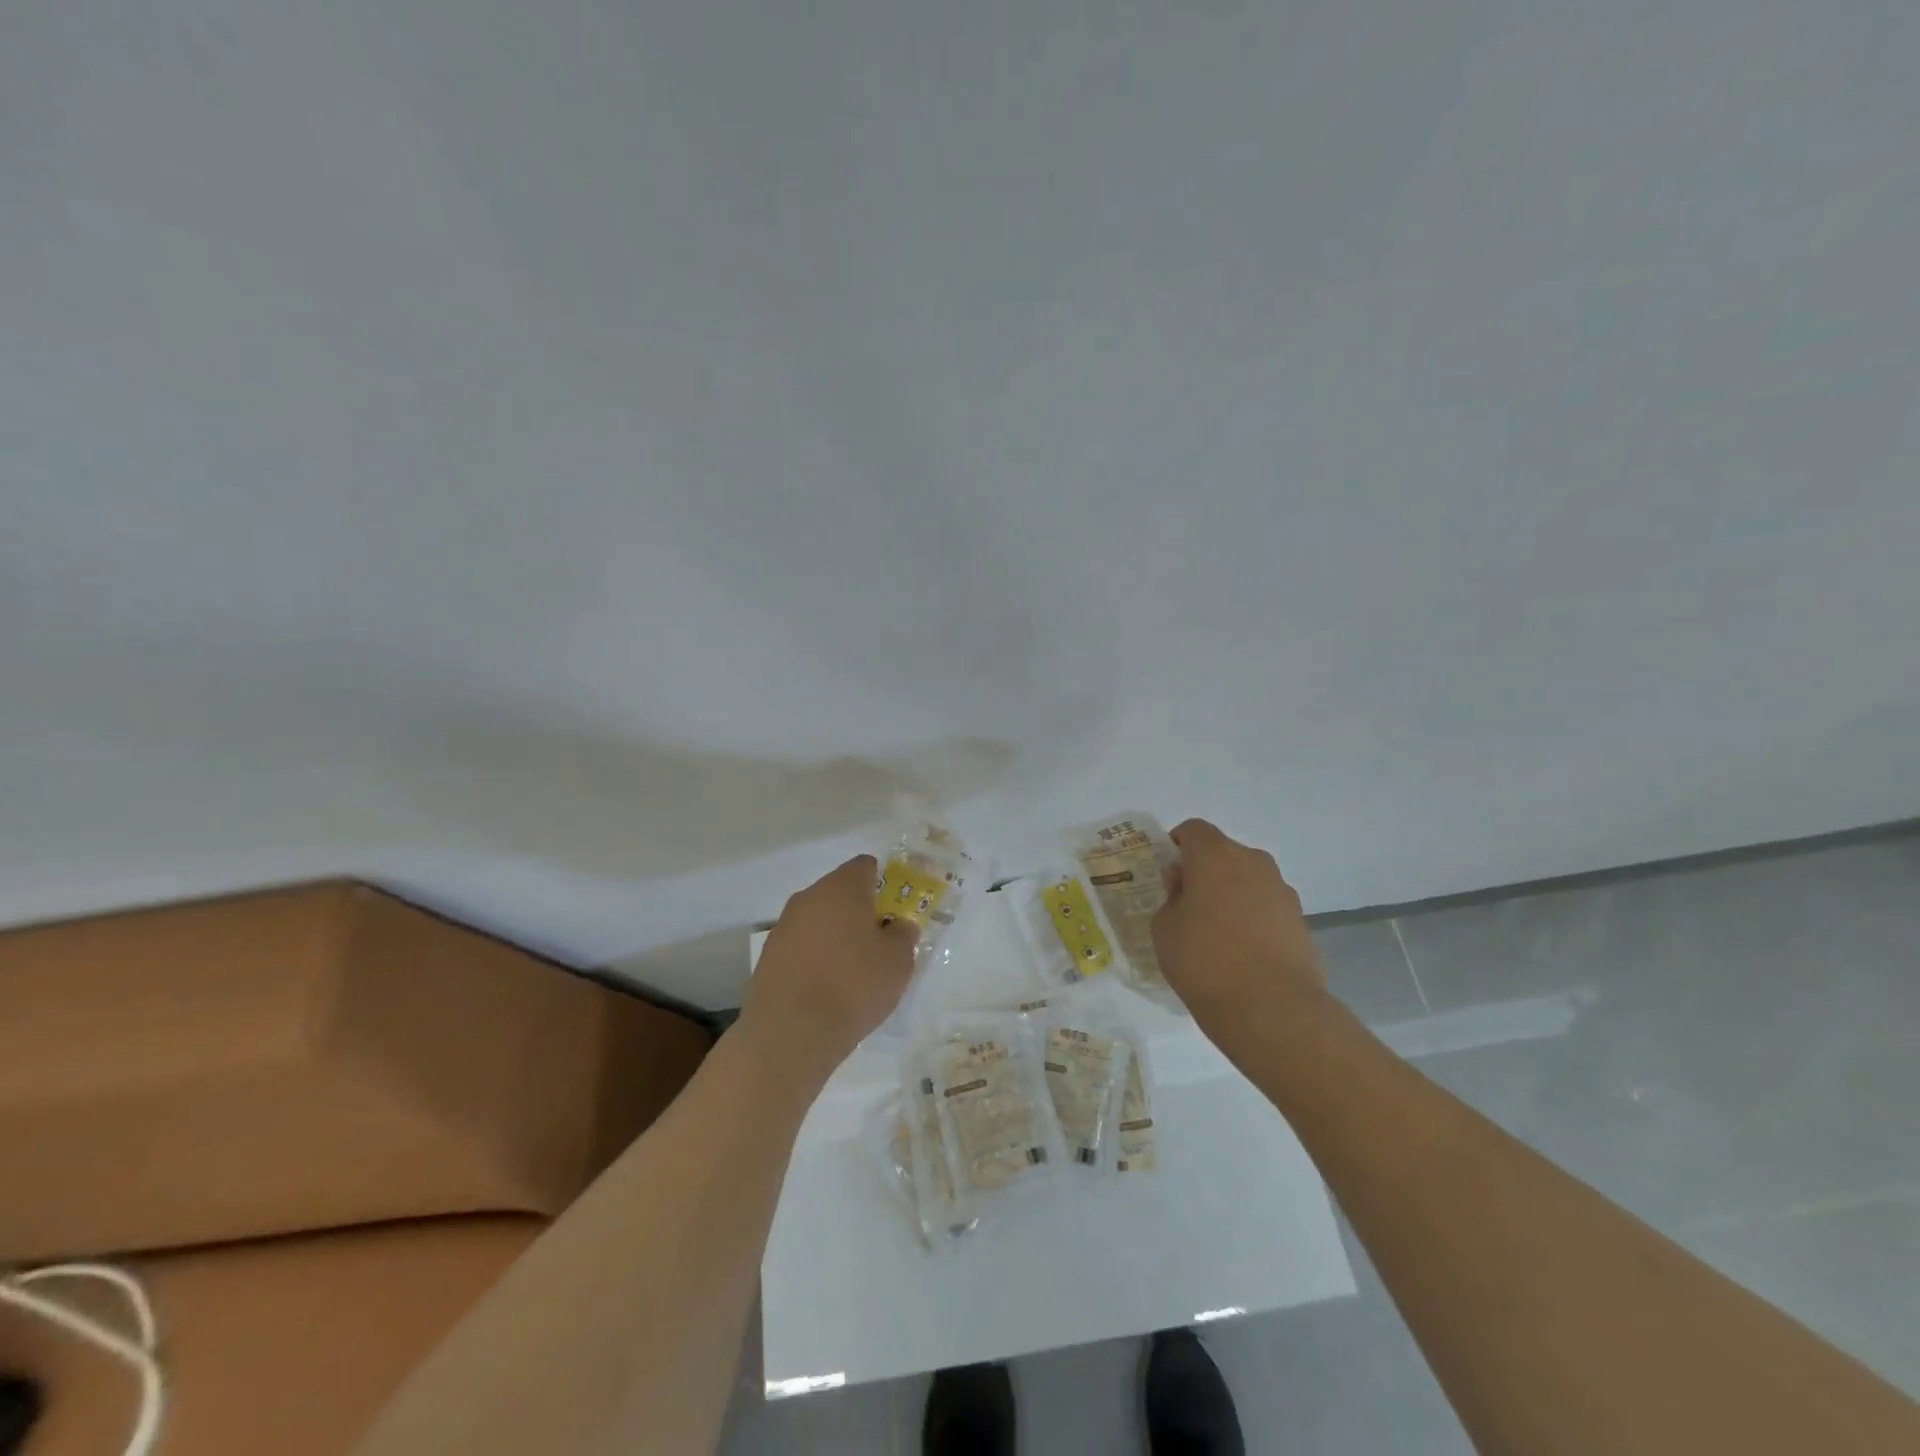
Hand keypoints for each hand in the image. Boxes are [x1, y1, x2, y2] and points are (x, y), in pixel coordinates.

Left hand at [738, 855, 918, 1088]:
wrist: (790, 1032)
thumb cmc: (854, 986)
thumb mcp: (898, 961)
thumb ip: (903, 935)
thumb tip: (898, 925)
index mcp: (842, 888)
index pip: (865, 866)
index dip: (883, 883)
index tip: (894, 911)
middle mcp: (809, 897)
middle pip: (840, 892)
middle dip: (860, 911)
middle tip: (879, 943)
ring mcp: (784, 926)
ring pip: (819, 919)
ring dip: (836, 935)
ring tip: (853, 971)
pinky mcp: (768, 956)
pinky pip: (802, 945)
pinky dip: (816, 957)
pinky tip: (826, 987)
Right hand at [1152, 819, 1328, 1033]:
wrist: (1272, 1009)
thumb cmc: (1204, 960)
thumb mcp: (1164, 929)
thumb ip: (1171, 899)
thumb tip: (1186, 888)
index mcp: (1215, 856)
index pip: (1193, 830)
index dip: (1177, 844)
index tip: (1167, 872)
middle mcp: (1253, 863)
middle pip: (1224, 853)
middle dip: (1205, 871)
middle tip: (1188, 904)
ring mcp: (1282, 892)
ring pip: (1248, 880)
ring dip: (1231, 894)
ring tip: (1217, 933)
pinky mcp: (1301, 922)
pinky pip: (1267, 908)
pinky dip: (1252, 919)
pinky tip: (1242, 953)